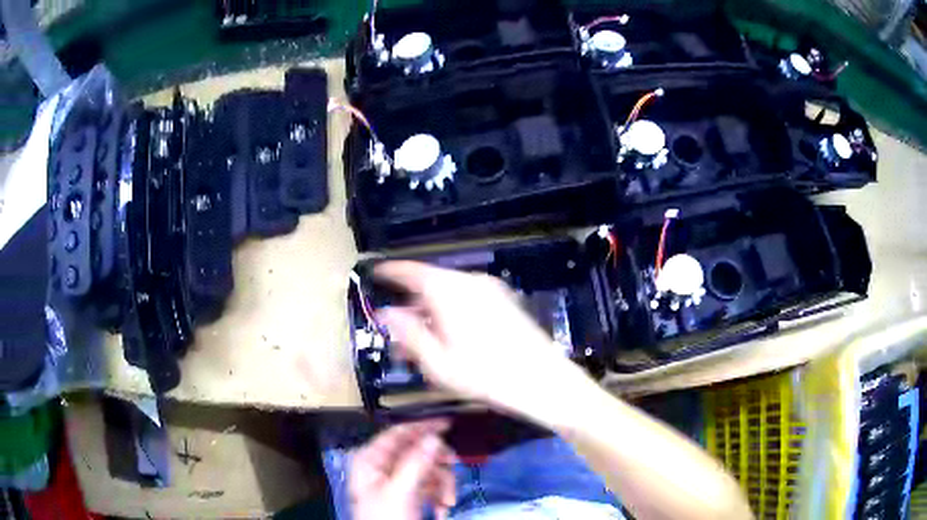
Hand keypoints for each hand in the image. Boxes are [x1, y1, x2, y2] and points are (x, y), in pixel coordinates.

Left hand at [350, 419, 457, 519]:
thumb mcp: (401, 492)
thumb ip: (416, 463)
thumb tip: (433, 438)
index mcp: (371, 460)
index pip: (398, 434)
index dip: (422, 427)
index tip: (447, 424)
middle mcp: (383, 468)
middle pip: (418, 452)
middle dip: (438, 465)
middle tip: (453, 467)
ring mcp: (396, 483)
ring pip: (429, 470)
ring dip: (443, 485)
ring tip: (447, 502)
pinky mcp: (408, 496)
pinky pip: (430, 486)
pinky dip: (440, 496)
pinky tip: (442, 509)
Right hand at [376, 261, 586, 418]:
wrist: (543, 381)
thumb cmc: (484, 375)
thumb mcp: (437, 362)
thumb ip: (409, 333)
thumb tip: (388, 313)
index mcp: (449, 290)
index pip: (411, 271)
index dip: (391, 271)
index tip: (375, 273)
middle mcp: (470, 281)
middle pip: (431, 285)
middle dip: (411, 307)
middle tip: (397, 335)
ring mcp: (491, 290)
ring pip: (450, 295)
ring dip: (431, 314)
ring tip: (421, 346)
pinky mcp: (505, 302)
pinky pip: (468, 300)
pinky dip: (452, 314)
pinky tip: (449, 340)